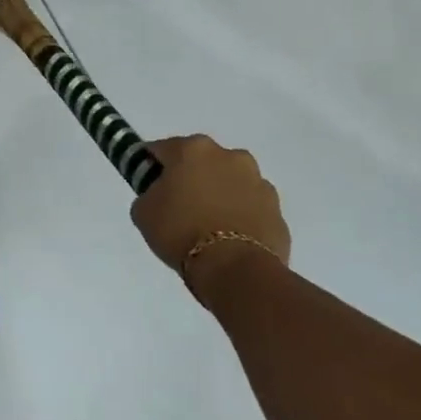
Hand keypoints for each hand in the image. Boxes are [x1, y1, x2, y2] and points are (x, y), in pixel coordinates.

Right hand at [131, 136, 288, 301]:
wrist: (236, 269)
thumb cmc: (181, 232)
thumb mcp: (144, 212)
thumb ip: (149, 193)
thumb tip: (160, 194)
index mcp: (193, 149)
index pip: (162, 150)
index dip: (151, 167)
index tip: (148, 186)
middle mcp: (228, 155)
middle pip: (201, 161)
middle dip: (190, 177)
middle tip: (179, 206)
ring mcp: (258, 180)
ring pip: (230, 181)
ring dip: (219, 194)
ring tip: (209, 225)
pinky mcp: (276, 208)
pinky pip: (251, 206)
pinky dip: (241, 215)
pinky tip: (231, 238)